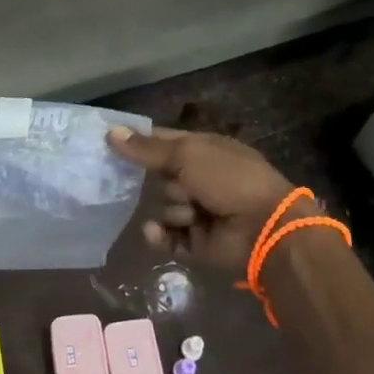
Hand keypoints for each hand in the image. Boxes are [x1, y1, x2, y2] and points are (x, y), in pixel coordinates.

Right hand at [105, 126, 297, 275]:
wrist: (264, 229)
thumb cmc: (229, 179)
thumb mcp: (187, 155)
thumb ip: (147, 148)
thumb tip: (110, 132)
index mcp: (204, 150)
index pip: (163, 141)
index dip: (139, 142)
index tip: (109, 142)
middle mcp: (200, 178)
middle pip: (159, 176)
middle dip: (160, 181)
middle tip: (176, 183)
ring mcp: (198, 210)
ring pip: (162, 206)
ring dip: (172, 209)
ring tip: (191, 213)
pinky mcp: (195, 241)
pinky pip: (166, 236)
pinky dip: (161, 235)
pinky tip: (157, 232)